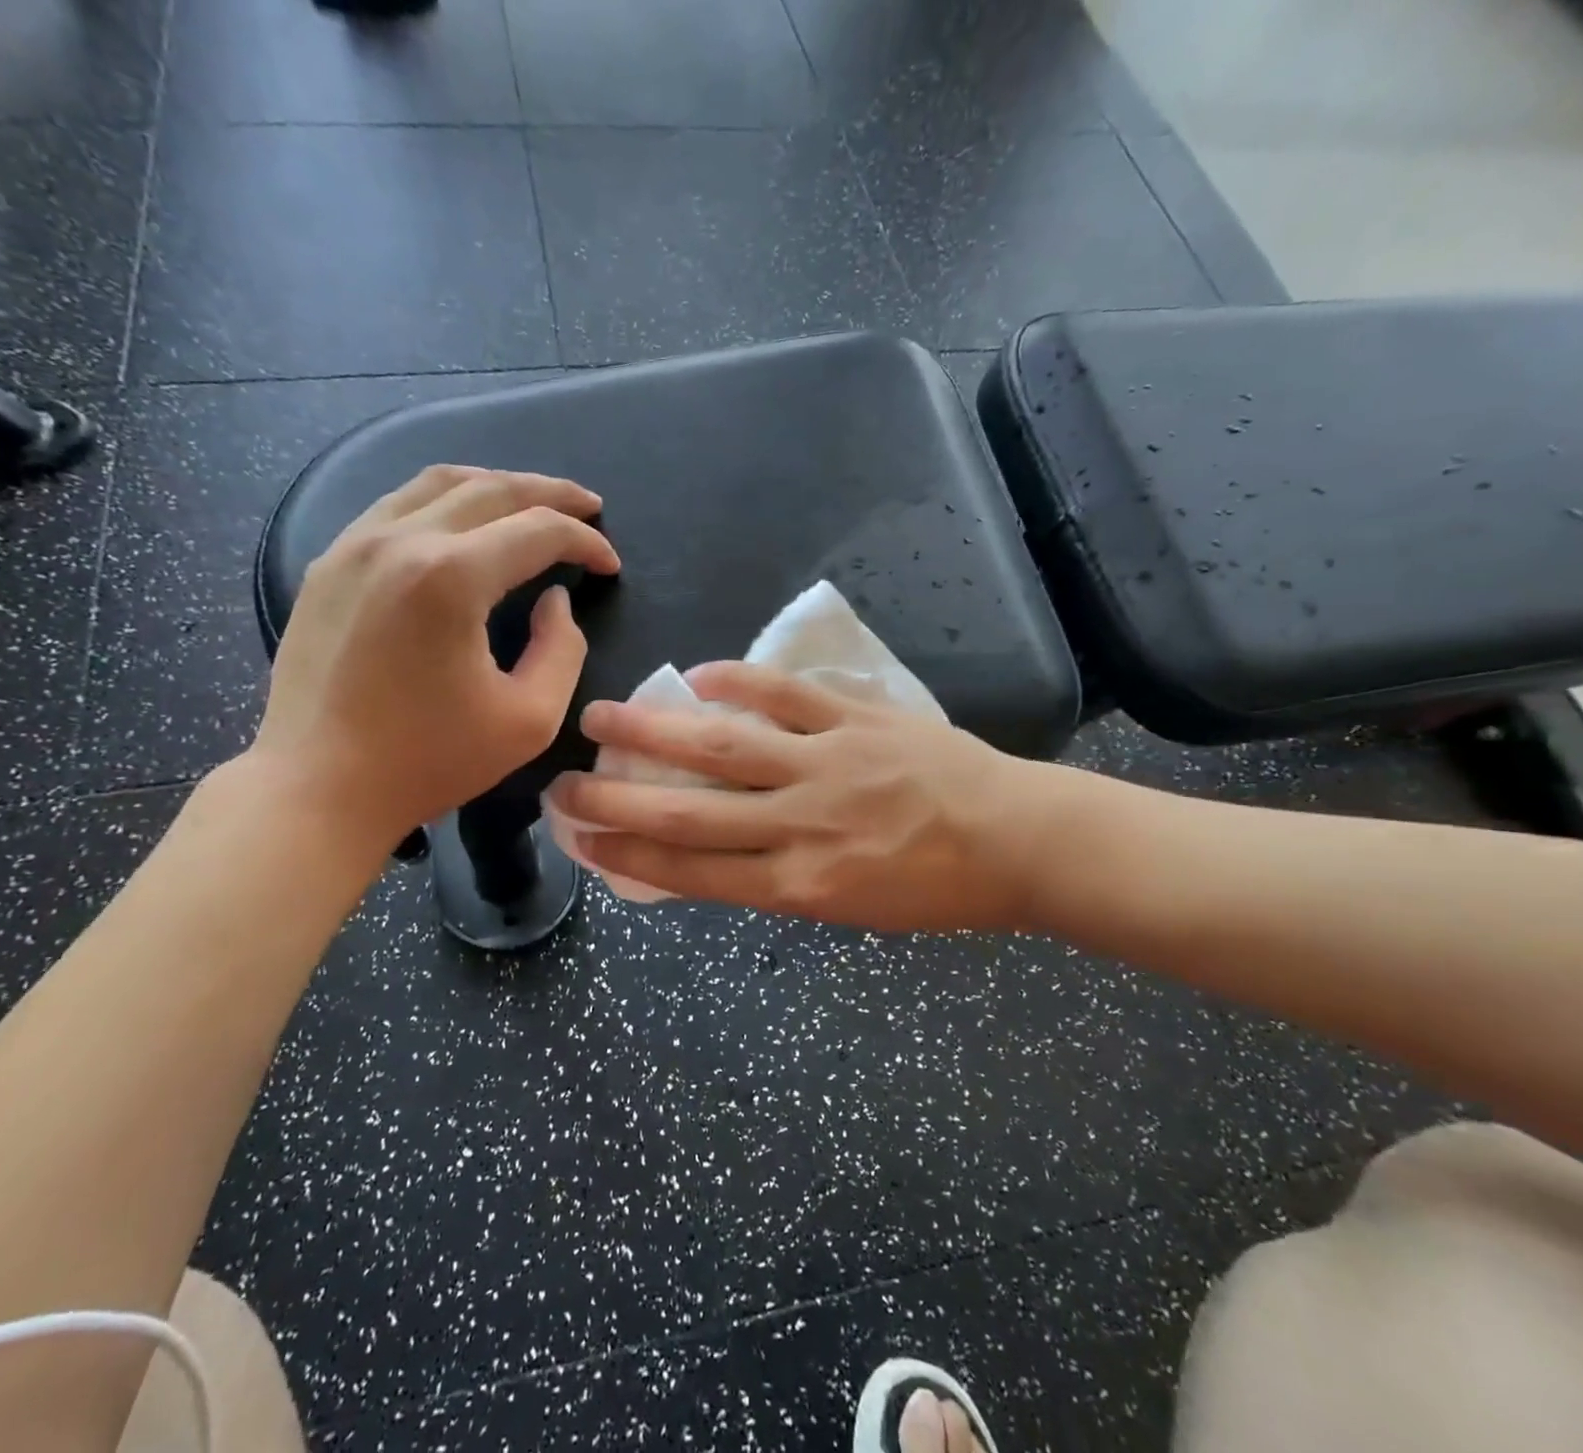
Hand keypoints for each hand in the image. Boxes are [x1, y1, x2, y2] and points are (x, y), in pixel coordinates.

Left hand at [248, 465, 619, 857]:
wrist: (318, 787)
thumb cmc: (429, 761)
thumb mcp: (529, 719)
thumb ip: (561, 649)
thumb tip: (553, 600)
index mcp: (450, 577)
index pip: (538, 531)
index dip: (586, 541)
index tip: (611, 566)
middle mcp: (399, 541)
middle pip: (491, 489)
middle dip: (551, 493)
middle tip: (589, 507)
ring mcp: (354, 545)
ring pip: (438, 484)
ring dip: (496, 486)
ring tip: (532, 502)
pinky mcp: (328, 563)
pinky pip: (396, 506)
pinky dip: (444, 502)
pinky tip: (463, 524)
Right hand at [547, 663, 1091, 933]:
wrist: (1019, 841)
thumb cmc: (934, 888)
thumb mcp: (848, 908)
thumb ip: (776, 877)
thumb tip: (711, 847)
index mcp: (802, 885)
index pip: (691, 870)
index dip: (627, 852)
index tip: (580, 837)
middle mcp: (803, 825)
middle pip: (690, 812)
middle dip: (617, 798)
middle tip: (563, 782)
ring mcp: (829, 764)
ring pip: (724, 747)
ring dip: (657, 730)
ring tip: (604, 715)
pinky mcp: (858, 718)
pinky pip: (787, 695)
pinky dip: (739, 682)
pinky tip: (699, 673)